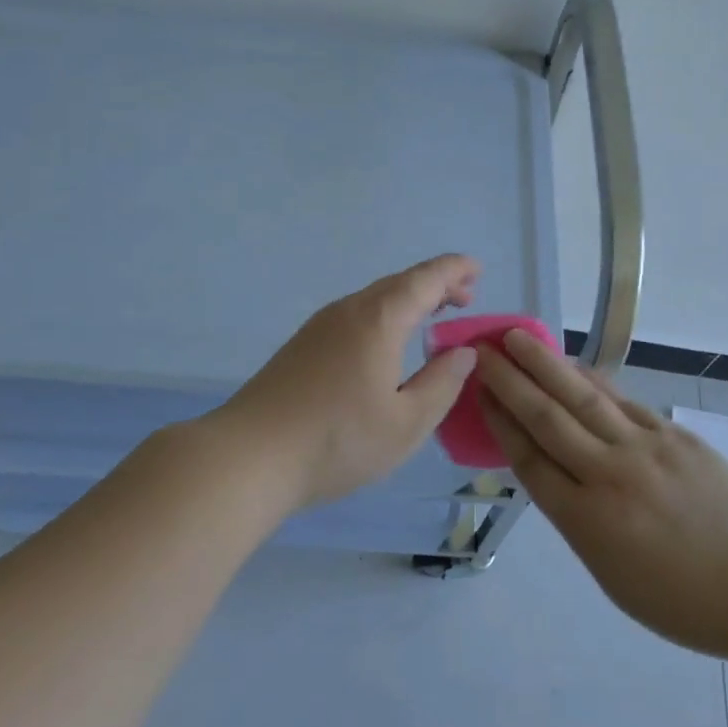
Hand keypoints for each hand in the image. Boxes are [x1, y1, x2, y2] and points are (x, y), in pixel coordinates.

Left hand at [207, 255, 482, 509]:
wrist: (250, 456)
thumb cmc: (337, 441)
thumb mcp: (407, 423)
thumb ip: (442, 383)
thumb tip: (463, 352)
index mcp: (379, 319)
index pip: (425, 279)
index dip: (455, 270)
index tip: (478, 270)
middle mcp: (349, 310)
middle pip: (399, 283)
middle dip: (435, 285)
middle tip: (464, 299)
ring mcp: (320, 325)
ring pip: (374, 298)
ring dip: (408, 301)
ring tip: (432, 318)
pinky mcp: (303, 344)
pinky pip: (355, 314)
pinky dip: (384, 316)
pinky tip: (387, 344)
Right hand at [477, 332, 727, 659]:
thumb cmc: (681, 600)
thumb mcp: (610, 574)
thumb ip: (577, 518)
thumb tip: (554, 470)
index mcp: (587, 521)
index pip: (530, 459)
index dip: (500, 421)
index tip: (479, 391)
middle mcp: (608, 476)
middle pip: (547, 419)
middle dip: (510, 381)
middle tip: (483, 350)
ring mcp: (644, 449)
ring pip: (583, 398)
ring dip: (545, 365)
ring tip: (518, 338)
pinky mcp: (674, 435)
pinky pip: (622, 401)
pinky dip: (592, 380)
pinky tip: (574, 365)